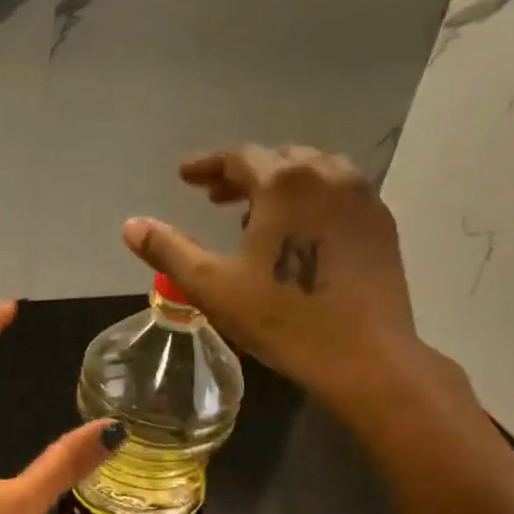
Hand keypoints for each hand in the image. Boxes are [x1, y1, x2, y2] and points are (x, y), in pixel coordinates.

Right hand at [122, 145, 428, 417]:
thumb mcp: (211, 286)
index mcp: (284, 183)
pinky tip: (299, 231)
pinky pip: (340, 192)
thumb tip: (131, 225)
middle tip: (215, 196)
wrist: (364, 356)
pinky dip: (312, 197)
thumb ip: (169, 249)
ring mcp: (362, 197)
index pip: (239, 157)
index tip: (185, 177)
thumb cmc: (282, 319)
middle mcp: (328, 175)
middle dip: (243, 173)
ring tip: (255, 213)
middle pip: (279, 159)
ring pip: (314, 171)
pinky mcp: (383, 223)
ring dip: (280, 183)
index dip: (207, 165)